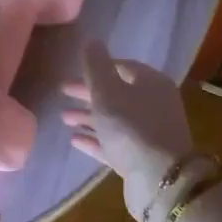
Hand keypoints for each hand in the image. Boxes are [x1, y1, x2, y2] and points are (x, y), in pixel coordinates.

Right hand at [62, 40, 198, 221]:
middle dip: (89, 93)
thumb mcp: (107, 92)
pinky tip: (75, 140)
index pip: (123, 67)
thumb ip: (96, 66)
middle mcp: (154, 104)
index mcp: (151, 83)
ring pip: (114, 119)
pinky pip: (114, 142)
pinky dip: (96, 139)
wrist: (160, 180)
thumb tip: (92, 41)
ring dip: (89, 117)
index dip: (97, 67)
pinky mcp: (141, 158)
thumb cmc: (131, 128)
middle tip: (62, 93)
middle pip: (117, 93)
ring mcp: (149, 133)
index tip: (74, 71)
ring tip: (64, 118)